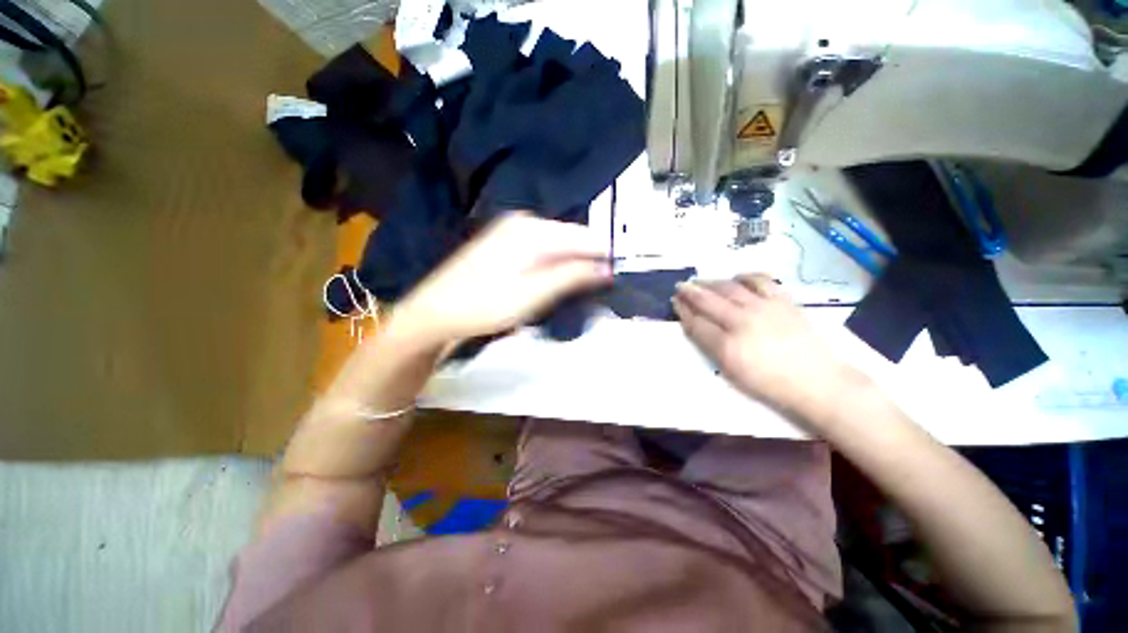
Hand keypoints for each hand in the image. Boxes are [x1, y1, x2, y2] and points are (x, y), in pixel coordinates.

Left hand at [387, 212, 610, 346]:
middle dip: (585, 264)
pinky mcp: (504, 243)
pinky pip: (541, 250)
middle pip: (571, 239)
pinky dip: (552, 267)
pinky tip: (549, 284)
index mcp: (534, 229)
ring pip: (557, 246)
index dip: (603, 258)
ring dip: (569, 267)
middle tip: (593, 291)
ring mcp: (512, 230)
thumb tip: (607, 268)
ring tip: (572, 292)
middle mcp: (525, 221)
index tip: (614, 280)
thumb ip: (572, 276)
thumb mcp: (535, 294)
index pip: (585, 237)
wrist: (435, 312)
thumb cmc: (486, 304)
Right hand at [672, 274, 856, 418]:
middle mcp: (742, 322)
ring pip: (729, 287)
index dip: (683, 310)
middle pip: (708, 301)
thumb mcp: (732, 372)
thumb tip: (695, 325)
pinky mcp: (782, 301)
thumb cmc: (769, 383)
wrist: (815, 381)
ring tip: (702, 282)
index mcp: (727, 346)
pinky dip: (744, 276)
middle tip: (680, 286)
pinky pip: (760, 280)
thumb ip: (710, 347)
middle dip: (690, 292)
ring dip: (711, 283)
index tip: (675, 302)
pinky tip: (736, 278)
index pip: (696, 322)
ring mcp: (763, 308)